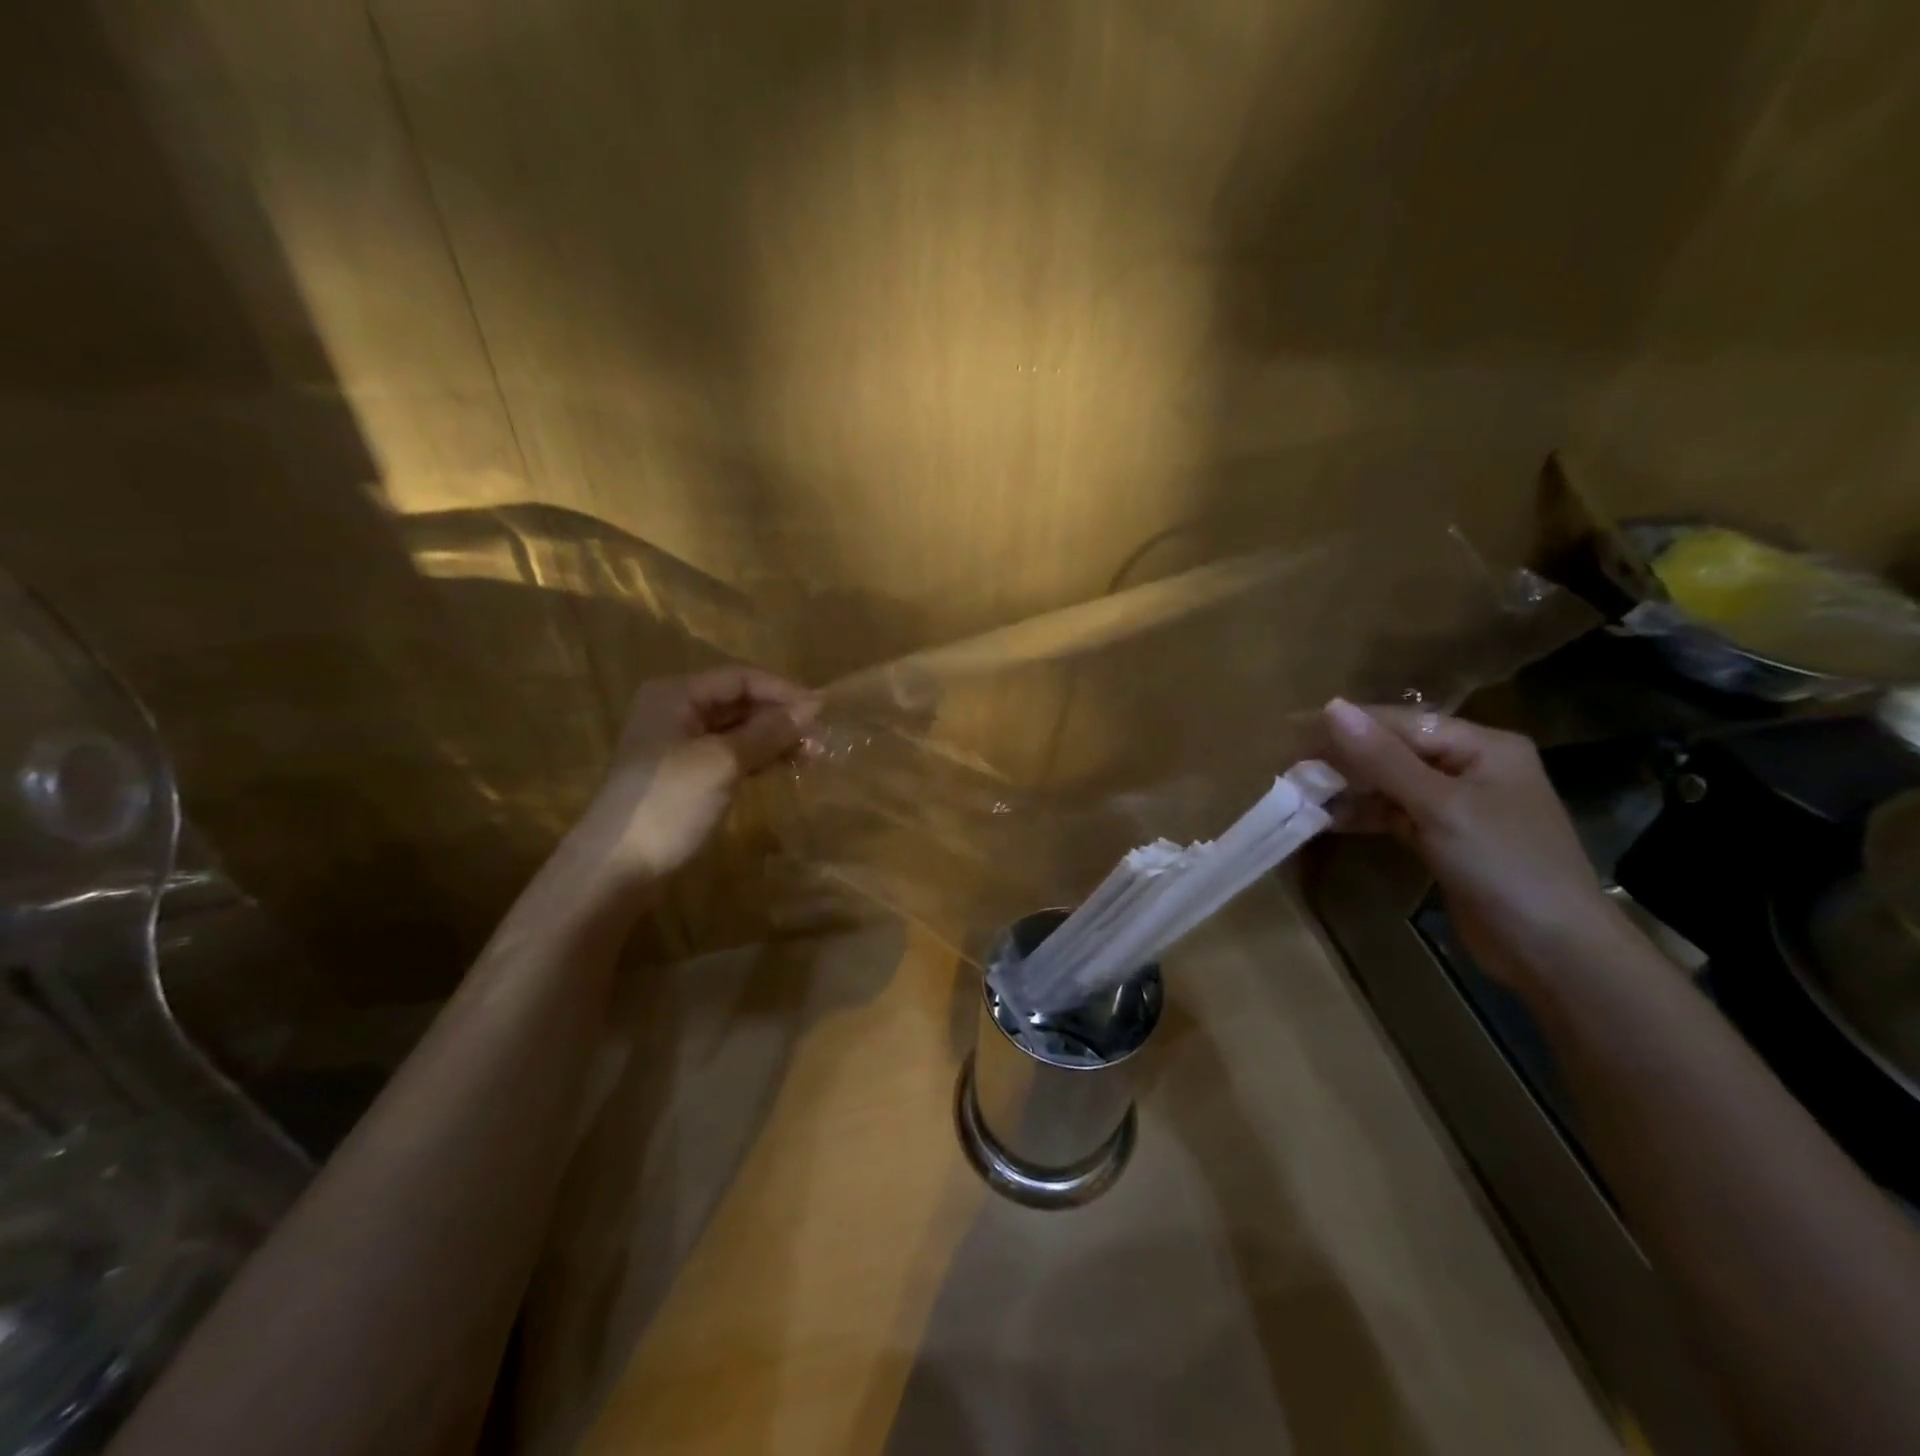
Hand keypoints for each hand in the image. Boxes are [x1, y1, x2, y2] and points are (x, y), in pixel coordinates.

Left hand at [571, 668, 817, 893]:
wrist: (617, 868)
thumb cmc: (669, 803)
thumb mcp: (723, 762)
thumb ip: (768, 732)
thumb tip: (812, 708)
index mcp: (676, 695)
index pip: (741, 678)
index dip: (784, 691)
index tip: (824, 711)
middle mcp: (676, 712)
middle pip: (740, 703)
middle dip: (782, 717)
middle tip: (823, 738)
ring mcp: (679, 746)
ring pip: (738, 731)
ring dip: (775, 739)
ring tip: (814, 755)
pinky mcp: (686, 776)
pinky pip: (731, 755)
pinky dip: (759, 758)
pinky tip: (787, 767)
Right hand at [1321, 698, 1625, 989]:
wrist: (1553, 950)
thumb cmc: (1504, 864)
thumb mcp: (1440, 806)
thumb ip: (1383, 758)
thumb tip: (1332, 707)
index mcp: (1481, 746)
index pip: (1400, 723)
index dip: (1346, 726)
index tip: (1292, 733)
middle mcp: (1470, 768)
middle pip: (1393, 751)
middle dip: (1343, 759)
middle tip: (1289, 769)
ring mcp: (1458, 806)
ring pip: (1389, 784)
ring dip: (1347, 789)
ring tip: (1300, 793)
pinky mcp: (1445, 840)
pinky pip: (1394, 815)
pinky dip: (1363, 815)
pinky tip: (1327, 820)